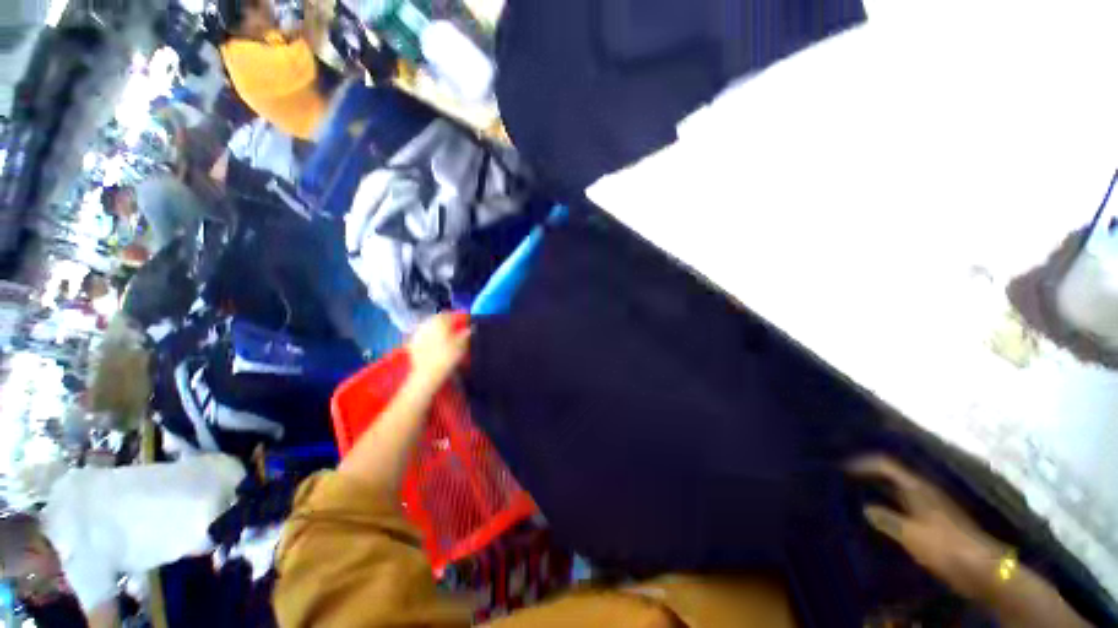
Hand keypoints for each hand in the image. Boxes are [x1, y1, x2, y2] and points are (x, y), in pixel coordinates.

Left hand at [407, 313, 470, 387]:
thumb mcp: (461, 345)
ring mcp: (418, 333)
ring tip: (446, 336)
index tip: (466, 321)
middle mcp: (427, 323)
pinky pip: (423, 335)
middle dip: (448, 322)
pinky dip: (430, 337)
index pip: (451, 314)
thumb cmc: (446, 357)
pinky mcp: (412, 343)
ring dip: (438, 328)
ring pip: (430, 326)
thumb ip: (465, 334)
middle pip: (439, 319)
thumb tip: (469, 329)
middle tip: (456, 328)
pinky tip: (435, 344)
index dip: (460, 317)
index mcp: (440, 321)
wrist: (427, 373)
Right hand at [847, 455, 1007, 602]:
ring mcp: (932, 504)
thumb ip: (886, 519)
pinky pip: (906, 503)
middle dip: (869, 473)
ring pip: (899, 488)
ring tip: (858, 494)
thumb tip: (865, 508)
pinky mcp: (936, 519)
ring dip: (879, 487)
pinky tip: (882, 514)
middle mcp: (925, 490)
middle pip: (892, 473)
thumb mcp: (910, 534)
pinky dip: (890, 502)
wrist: (981, 569)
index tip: (841, 468)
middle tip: (846, 478)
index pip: (885, 464)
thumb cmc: (944, 547)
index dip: (862, 463)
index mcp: (917, 487)